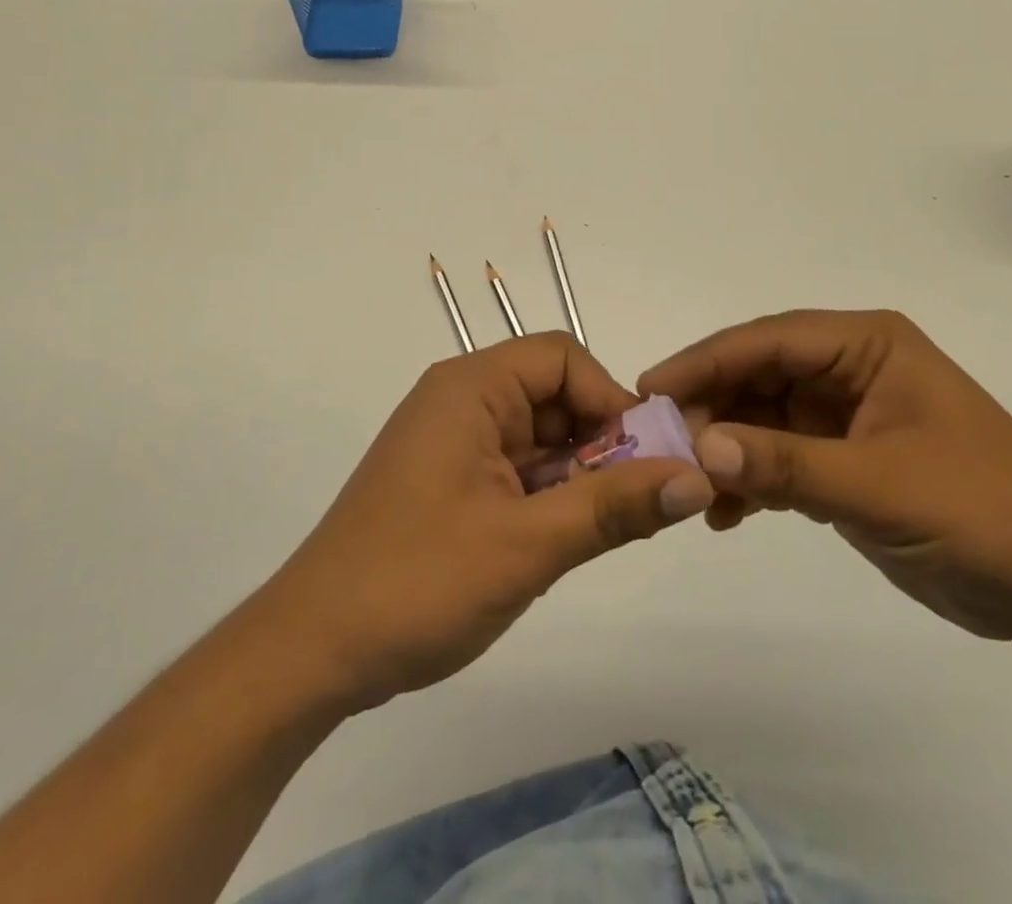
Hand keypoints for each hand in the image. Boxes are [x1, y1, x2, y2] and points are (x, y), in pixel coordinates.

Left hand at [254, 333, 714, 711]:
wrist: (313, 652)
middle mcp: (463, 403)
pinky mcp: (453, 485)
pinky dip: (555, 497)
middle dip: (605, 444)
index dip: (611, 399)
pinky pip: (521, 472)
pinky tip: (576, 539)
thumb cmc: (417, 582)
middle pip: (556, 398)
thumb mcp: (527, 545)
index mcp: (471, 388)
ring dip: (583, 476)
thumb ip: (614, 507)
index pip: (562, 359)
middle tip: (647, 504)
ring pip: (543, 439)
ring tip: (619, 529)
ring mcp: (457, 445)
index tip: (647, 460)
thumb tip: (698, 478)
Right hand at [639, 310, 1011, 641]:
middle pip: (758, 374)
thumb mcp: (882, 486)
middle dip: (709, 405)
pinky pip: (778, 457)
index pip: (769, 340)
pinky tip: (724, 514)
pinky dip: (750, 480)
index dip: (706, 359)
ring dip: (725, 446)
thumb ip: (787, 465)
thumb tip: (700, 446)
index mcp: (866, 345)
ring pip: (761, 416)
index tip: (651, 387)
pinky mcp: (843, 460)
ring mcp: (844, 415)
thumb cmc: (986, 513)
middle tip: (659, 441)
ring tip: (688, 483)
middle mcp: (850, 368)